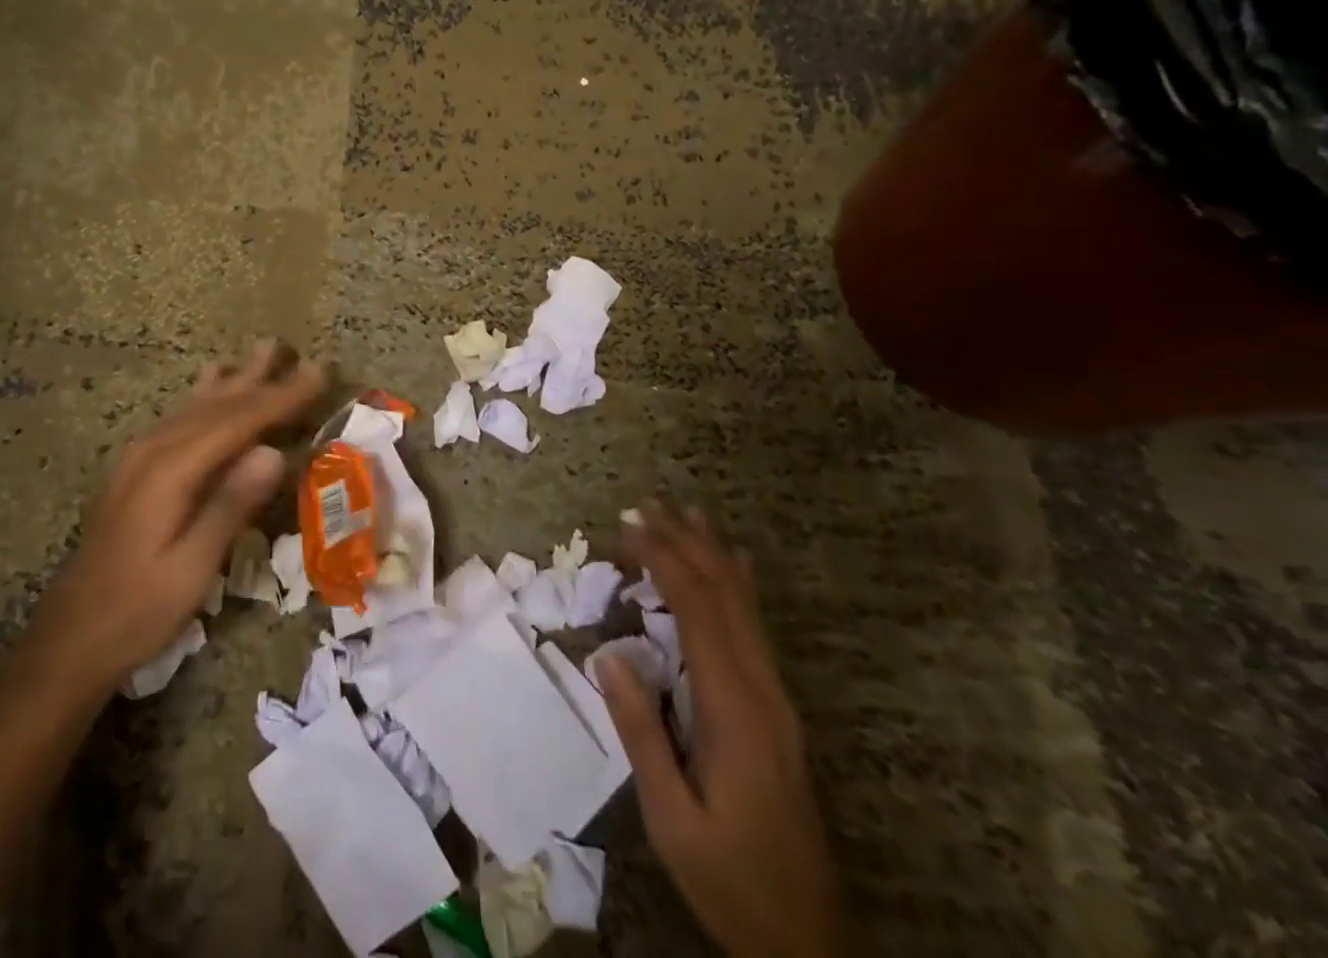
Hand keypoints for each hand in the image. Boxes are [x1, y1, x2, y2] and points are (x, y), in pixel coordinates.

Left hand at [22, 343, 324, 692]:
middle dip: (262, 380)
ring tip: (260, 353)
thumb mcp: (191, 569)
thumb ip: (231, 506)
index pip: (238, 421)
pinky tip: (211, 386)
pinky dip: (207, 397)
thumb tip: (275, 452)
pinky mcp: (135, 469)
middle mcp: (154, 451)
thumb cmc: (137, 610)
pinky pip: (180, 418)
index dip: (281, 396)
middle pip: (217, 405)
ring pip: (196, 406)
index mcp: (171, 471)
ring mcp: (139, 457)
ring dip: (234, 380)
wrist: (69, 639)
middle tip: (297, 353)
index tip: (318, 372)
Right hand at [599, 505, 845, 957]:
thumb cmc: (730, 879)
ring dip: (710, 555)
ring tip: (684, 513)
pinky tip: (732, 566)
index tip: (628, 526)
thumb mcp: (673, 819)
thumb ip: (642, 733)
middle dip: (684, 542)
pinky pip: (755, 627)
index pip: (698, 610)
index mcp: (735, 709)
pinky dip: (735, 584)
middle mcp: (763, 690)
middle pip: (724, 594)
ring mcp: (777, 698)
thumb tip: (608, 654)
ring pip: (745, 606)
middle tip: (645, 504)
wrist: (808, 939)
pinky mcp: (777, 709)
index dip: (663, 559)